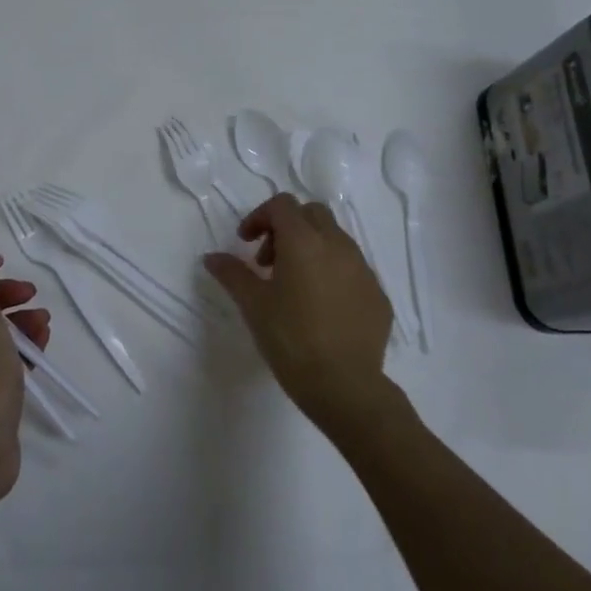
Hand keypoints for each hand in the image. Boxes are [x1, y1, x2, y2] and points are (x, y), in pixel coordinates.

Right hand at [203, 195, 394, 433]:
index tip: (245, 243)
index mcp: (304, 241)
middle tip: (268, 262)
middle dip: (286, 228)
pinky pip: (352, 268)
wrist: (345, 386)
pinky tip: (320, 307)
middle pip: (311, 214)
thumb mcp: (253, 304)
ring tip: (293, 286)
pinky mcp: (378, 294)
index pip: (281, 205)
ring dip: (310, 248)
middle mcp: (338, 245)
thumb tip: (212, 257)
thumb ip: (232, 273)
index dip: (259, 217)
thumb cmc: (291, 339)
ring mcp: (363, 269)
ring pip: (335, 239)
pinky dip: (332, 273)